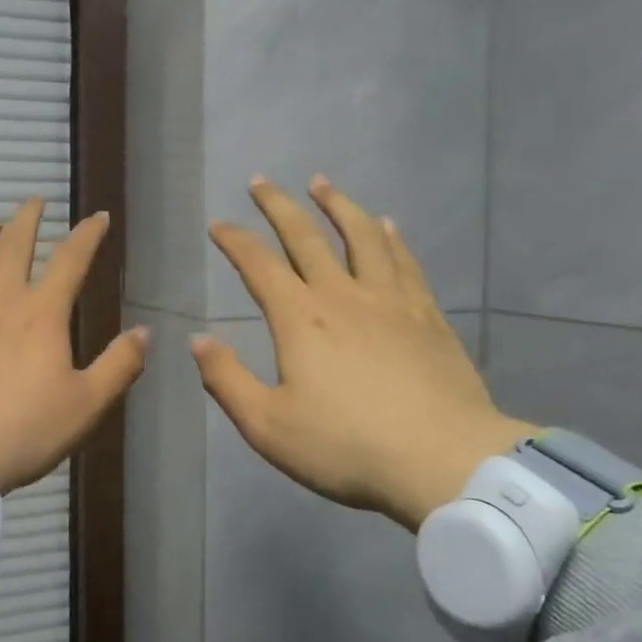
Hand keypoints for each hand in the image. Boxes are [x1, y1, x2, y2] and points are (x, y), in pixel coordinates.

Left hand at [0, 197, 148, 493]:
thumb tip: (145, 330)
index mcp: (41, 314)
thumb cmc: (23, 431)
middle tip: (34, 201)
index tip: (98, 216)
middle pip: (13, 246)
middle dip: (27, 219)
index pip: (70, 260)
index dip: (88, 234)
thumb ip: (119, 365)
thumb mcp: (86, 404)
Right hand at [193, 175, 534, 533]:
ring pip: (360, 236)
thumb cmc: (347, 447)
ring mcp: (390, 301)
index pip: (258, 265)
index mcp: (300, 319)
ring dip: (338, 205)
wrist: (443, 460)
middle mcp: (342, 295)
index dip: (235, 240)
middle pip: (306, 237)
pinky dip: (390, 237)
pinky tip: (387, 224)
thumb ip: (227, 381)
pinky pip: (404, 261)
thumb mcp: (268, 427)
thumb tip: (198, 340)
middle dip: (279, 206)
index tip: (218, 223)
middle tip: (262, 181)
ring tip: (322, 184)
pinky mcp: (427, 315)